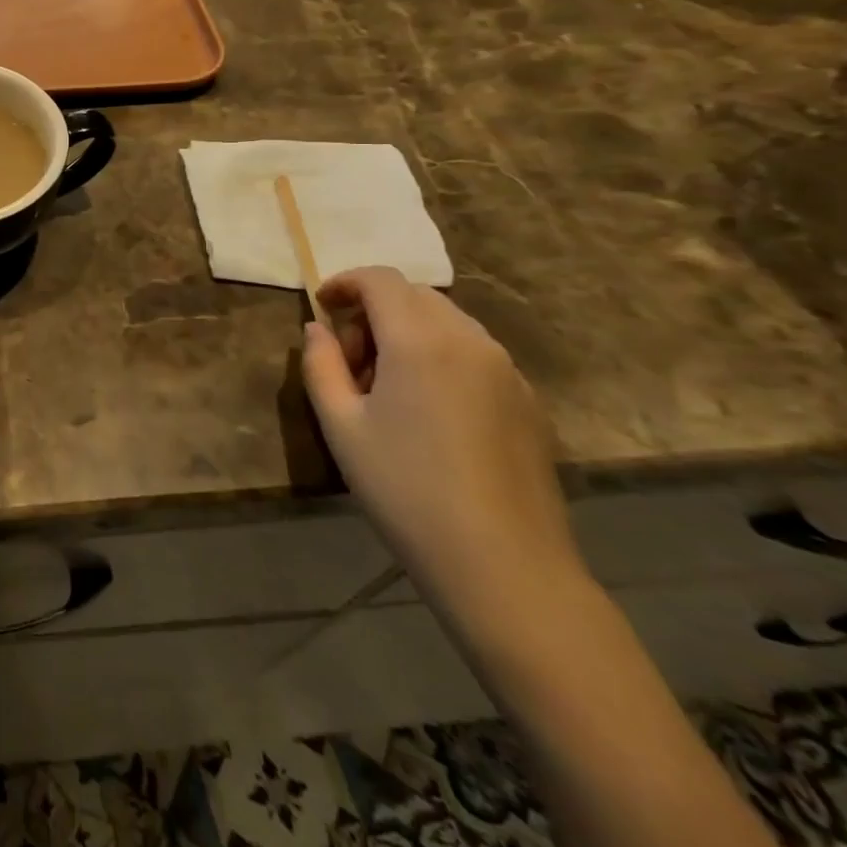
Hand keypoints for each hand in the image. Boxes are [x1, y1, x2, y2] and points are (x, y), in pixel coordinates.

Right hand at [301, 267, 581, 609]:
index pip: (380, 279)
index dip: (344, 283)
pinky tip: (428, 411)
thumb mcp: (341, 426)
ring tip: (387, 387)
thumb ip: (320, 365)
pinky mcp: (528, 401)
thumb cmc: (407, 490)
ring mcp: (507, 371)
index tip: (321, 308)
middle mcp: (470, 341)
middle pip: (414, 296)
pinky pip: (474, 354)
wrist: (505, 567)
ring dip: (408, 332)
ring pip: (447, 322)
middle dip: (373, 310)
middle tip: (349, 359)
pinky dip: (441, 356)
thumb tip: (317, 330)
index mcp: (420, 340)